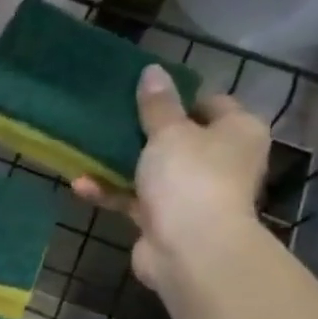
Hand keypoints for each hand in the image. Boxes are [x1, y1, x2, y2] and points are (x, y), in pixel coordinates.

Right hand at [72, 65, 270, 295]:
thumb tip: (152, 70)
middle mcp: (220, 161)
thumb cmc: (190, 178)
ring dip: (120, 164)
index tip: (142, 93)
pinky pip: (133, 199)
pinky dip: (110, 192)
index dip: (178, 96)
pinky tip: (81, 185)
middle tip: (110, 118)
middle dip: (143, 131)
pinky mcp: (163, 219)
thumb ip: (157, 104)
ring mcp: (191, 193)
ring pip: (152, 171)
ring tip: (87, 149)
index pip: (211, 103)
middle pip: (179, 138)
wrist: (189, 248)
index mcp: (237, 132)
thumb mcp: (169, 132)